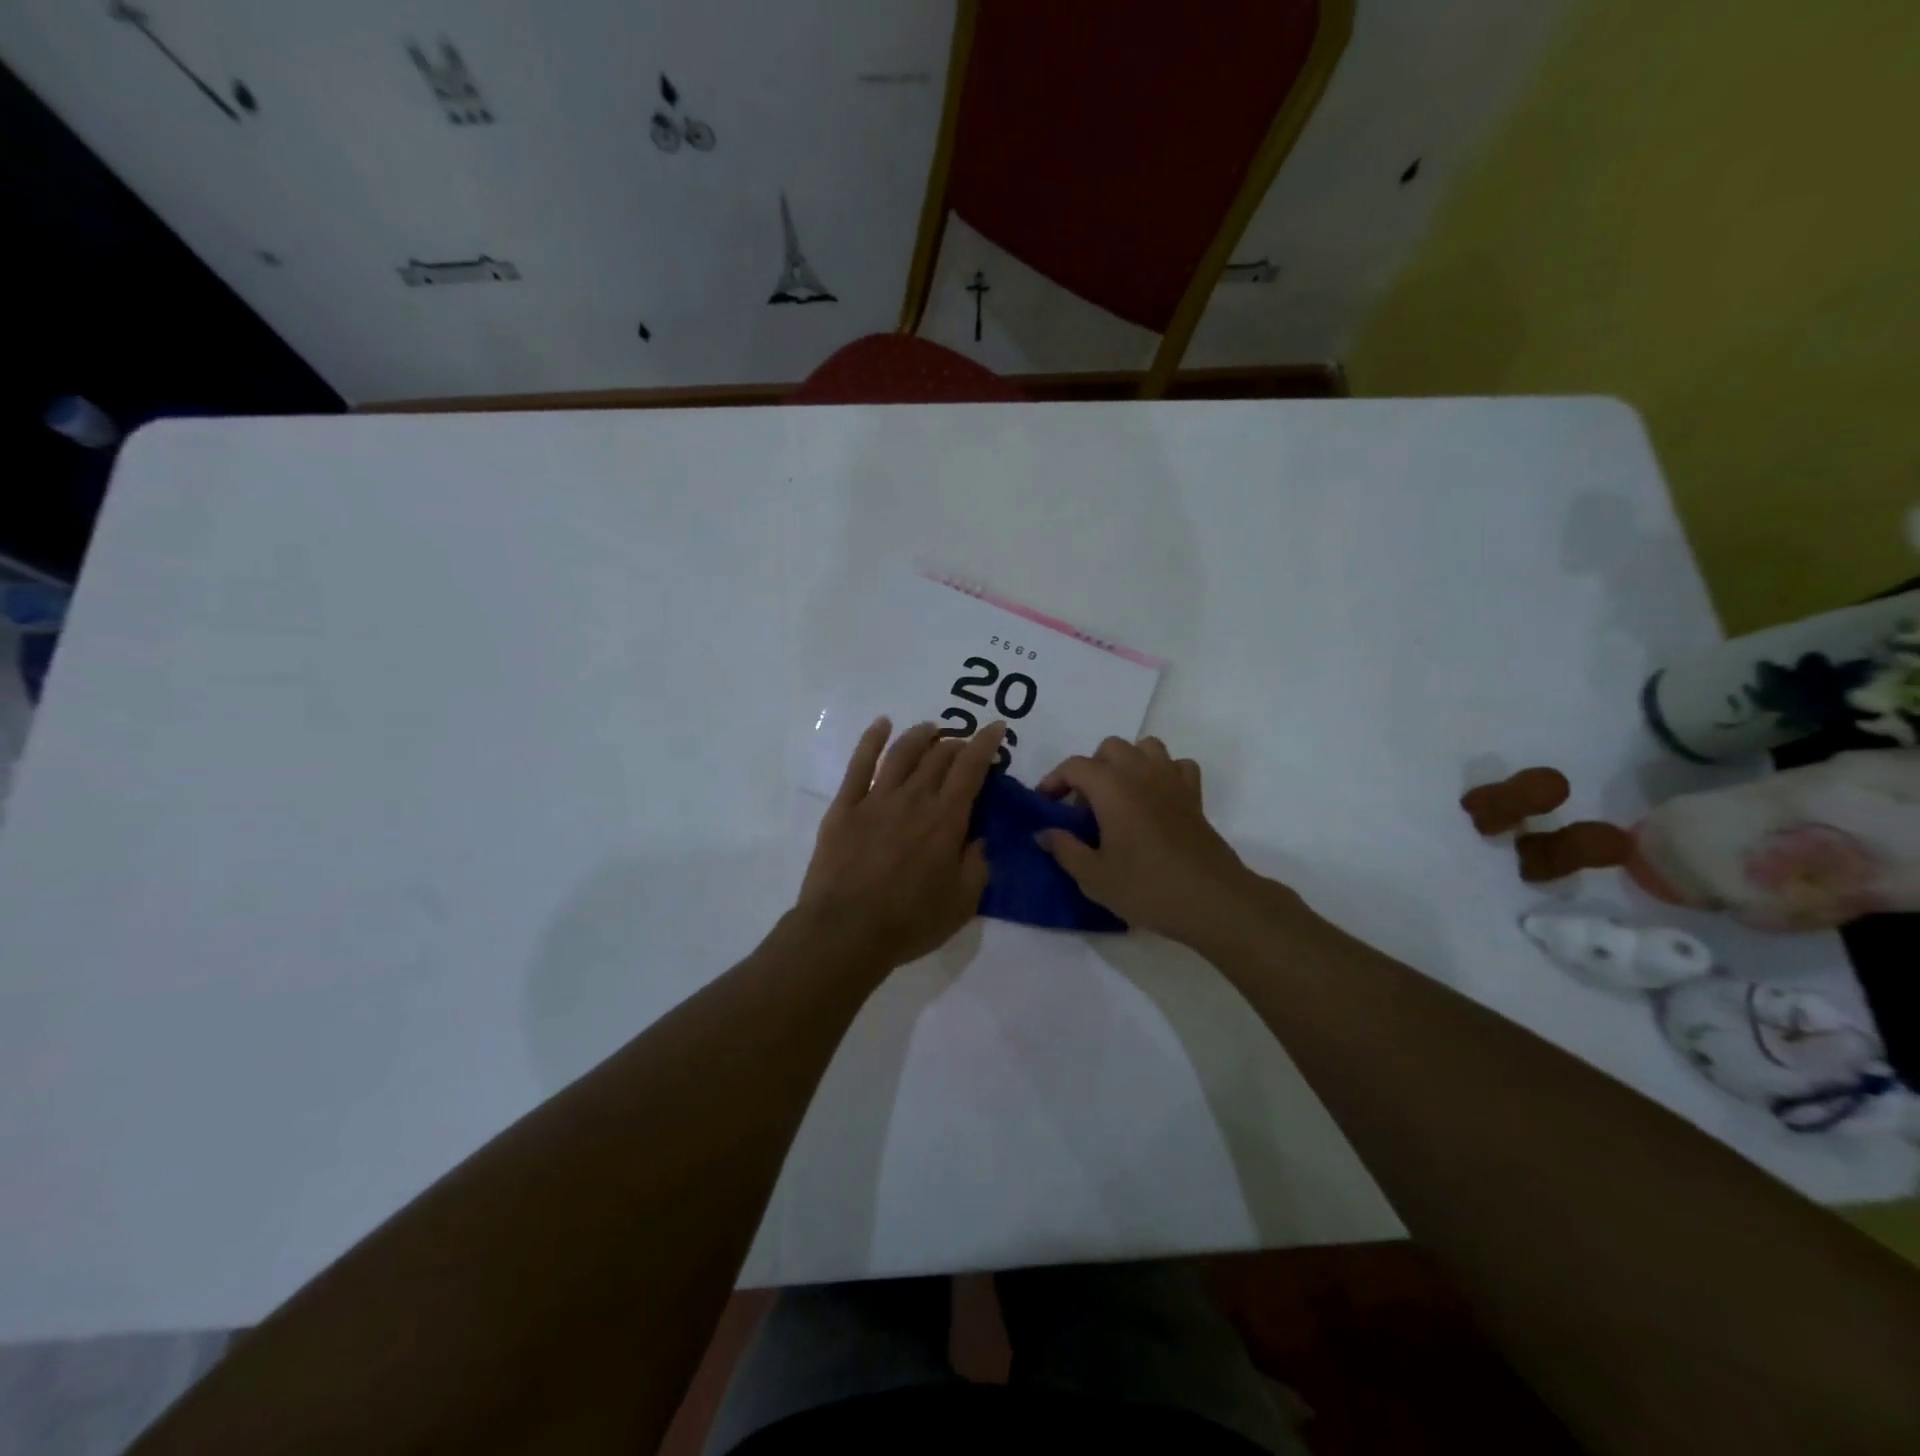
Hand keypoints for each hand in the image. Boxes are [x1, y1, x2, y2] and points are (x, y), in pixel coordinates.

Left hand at [797, 717, 1004, 970]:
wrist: (845, 932)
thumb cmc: (909, 922)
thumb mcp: (962, 902)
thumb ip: (977, 864)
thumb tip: (979, 837)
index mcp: (946, 819)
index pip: (971, 768)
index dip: (986, 743)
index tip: (997, 727)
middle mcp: (913, 799)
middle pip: (939, 755)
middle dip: (957, 743)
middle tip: (964, 746)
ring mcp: (875, 799)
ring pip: (902, 752)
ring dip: (921, 735)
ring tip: (932, 729)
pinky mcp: (844, 807)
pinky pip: (859, 763)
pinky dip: (872, 738)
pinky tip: (882, 724)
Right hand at [1036, 736, 1284, 945]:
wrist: (1211, 901)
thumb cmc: (1147, 887)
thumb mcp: (1093, 876)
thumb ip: (1064, 849)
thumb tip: (1043, 832)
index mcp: (1112, 788)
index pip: (1075, 766)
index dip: (1054, 780)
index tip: (1046, 804)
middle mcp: (1141, 773)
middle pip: (1110, 748)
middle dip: (1091, 769)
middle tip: (1083, 806)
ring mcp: (1172, 781)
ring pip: (1146, 747)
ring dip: (1127, 763)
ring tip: (1118, 796)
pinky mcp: (1194, 796)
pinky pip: (1177, 766)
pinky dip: (1163, 773)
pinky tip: (1155, 799)